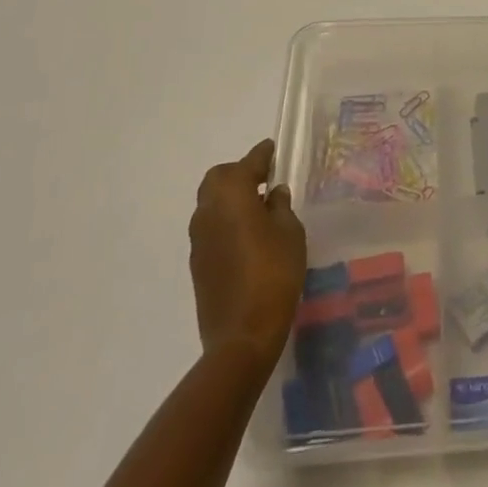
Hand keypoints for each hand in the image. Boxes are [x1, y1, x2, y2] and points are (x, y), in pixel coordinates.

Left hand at [188, 140, 306, 372]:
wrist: (242, 336)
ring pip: (211, 203)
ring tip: (259, 208)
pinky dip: (226, 221)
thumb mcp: (290, 233)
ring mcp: (198, 239)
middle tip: (265, 180)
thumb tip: (273, 194)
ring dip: (231, 198)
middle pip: (219, 178)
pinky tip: (248, 236)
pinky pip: (211, 228)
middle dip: (240, 173)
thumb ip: (281, 206)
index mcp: (231, 194)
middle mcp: (208, 210)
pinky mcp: (197, 263)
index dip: (264, 154)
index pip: (249, 162)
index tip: (275, 150)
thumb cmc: (273, 273)